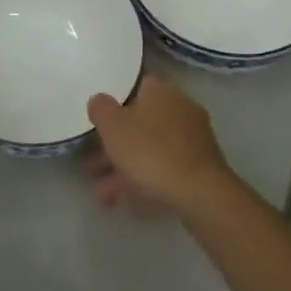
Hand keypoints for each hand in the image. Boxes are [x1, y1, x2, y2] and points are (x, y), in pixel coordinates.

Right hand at [84, 76, 233, 214]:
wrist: (200, 194)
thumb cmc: (151, 152)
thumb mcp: (113, 126)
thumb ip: (101, 108)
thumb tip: (100, 100)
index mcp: (160, 90)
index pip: (133, 87)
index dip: (112, 103)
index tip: (95, 121)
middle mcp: (179, 108)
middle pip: (139, 123)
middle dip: (113, 146)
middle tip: (90, 166)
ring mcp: (192, 139)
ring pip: (150, 150)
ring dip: (123, 169)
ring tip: (100, 195)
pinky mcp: (199, 168)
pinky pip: (163, 169)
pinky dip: (143, 182)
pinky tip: (124, 203)